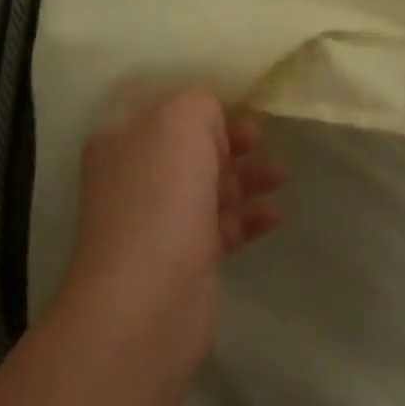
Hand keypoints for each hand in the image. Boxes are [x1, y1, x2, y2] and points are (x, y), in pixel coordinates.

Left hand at [61, 91, 285, 364]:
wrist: (148, 299)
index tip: (239, 106)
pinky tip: (276, 215)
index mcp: (122, 139)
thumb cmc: (160, 196)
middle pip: (191, 148)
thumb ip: (201, 105)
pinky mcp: (186, 258)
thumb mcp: (181, 122)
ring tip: (282, 175)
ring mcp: (159, 220)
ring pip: (210, 187)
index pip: (163, 110)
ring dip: (248, 177)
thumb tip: (213, 124)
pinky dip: (249, 217)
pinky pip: (223, 226)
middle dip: (231, 141)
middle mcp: (135, 177)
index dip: (200, 106)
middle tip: (263, 140)